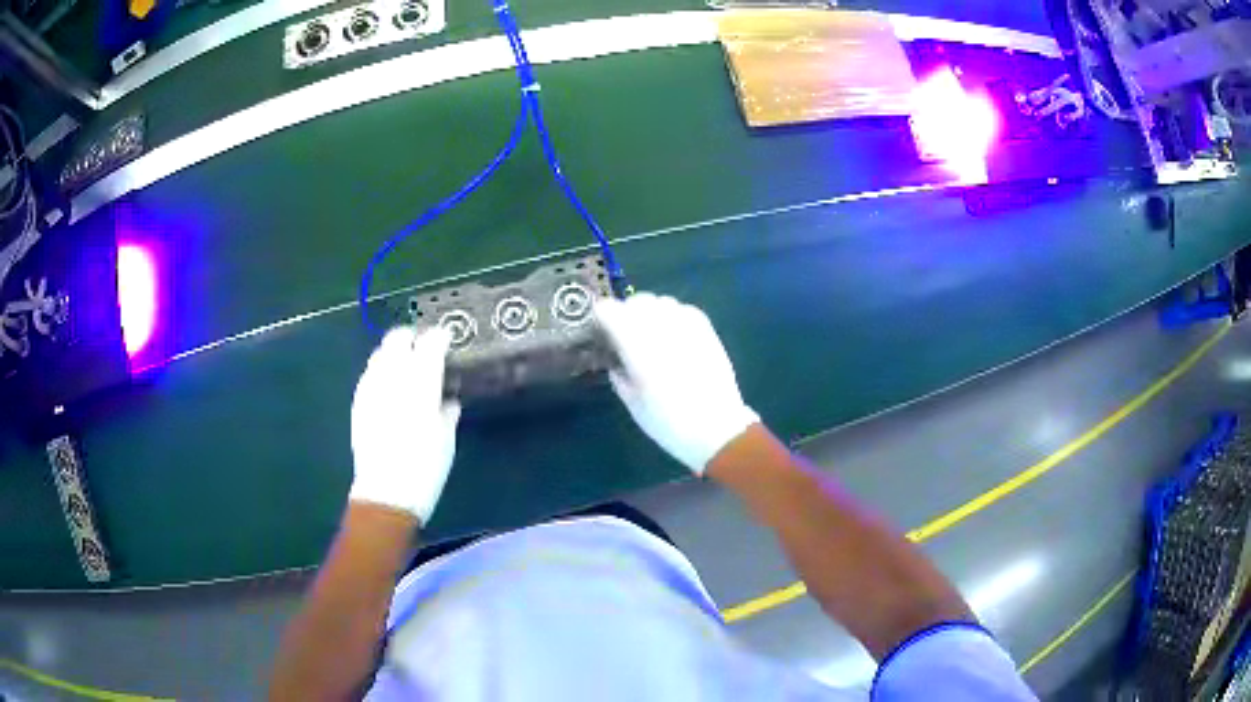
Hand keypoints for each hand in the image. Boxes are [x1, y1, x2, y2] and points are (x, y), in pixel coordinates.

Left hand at [349, 326, 459, 523]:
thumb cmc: (425, 468)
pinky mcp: (358, 402)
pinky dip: (380, 372)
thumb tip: (447, 401)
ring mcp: (371, 388)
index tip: (447, 339)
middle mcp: (393, 377)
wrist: (387, 493)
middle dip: (412, 337)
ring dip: (394, 353)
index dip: (440, 337)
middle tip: (424, 348)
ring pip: (380, 353)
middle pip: (398, 338)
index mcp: (421, 383)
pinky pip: (369, 374)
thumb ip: (446, 412)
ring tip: (405, 366)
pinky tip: (388, 388)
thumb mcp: (446, 440)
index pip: (431, 344)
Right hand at [596, 293, 758, 473]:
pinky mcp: (706, 328)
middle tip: (625, 338)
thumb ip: (618, 371)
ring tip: (651, 337)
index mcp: (636, 345)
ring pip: (659, 301)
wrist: (716, 427)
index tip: (601, 334)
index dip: (601, 319)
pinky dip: (672, 316)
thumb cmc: (667, 421)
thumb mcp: (631, 400)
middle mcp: (660, 326)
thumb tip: (614, 357)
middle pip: (635, 301)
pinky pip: (682, 309)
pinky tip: (673, 337)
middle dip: (626, 314)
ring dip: (650, 313)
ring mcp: (686, 324)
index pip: (609, 310)